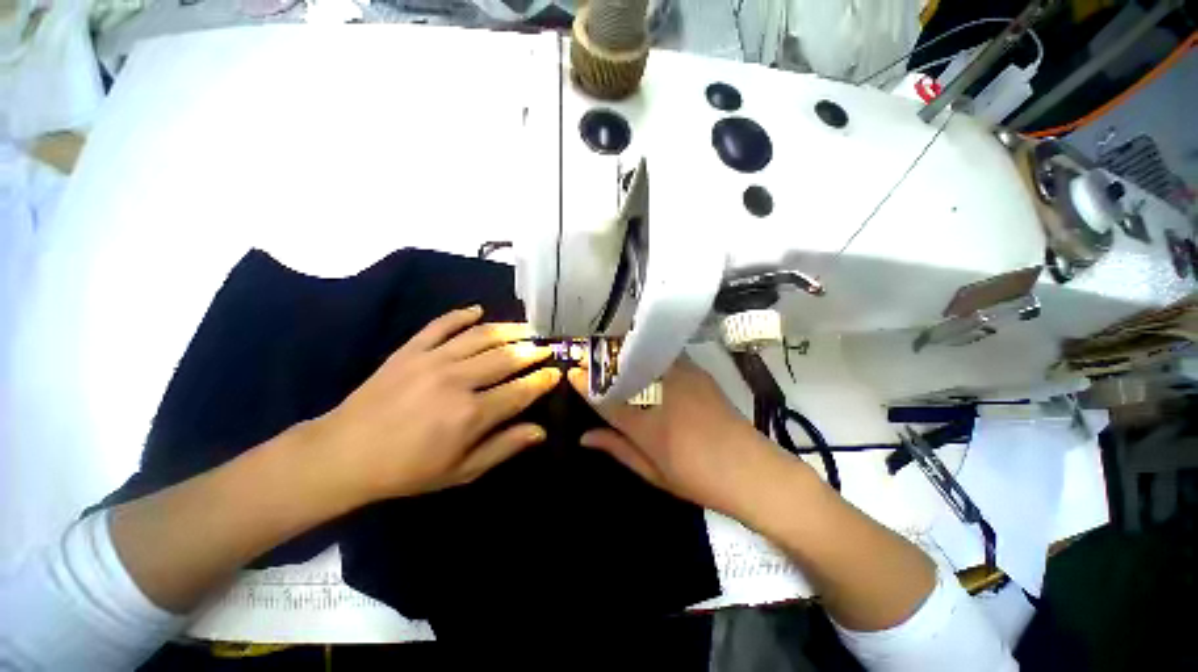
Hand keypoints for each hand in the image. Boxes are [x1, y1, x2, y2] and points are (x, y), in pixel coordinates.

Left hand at [312, 306, 559, 504]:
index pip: (521, 390)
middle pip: (506, 357)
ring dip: (508, 329)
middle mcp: (457, 380)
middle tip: (547, 346)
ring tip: (527, 327)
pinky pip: (440, 324)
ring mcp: (432, 360)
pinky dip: (461, 314)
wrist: (343, 455)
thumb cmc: (407, 470)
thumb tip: (540, 431)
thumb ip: (503, 447)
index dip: (542, 380)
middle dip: (532, 350)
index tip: (556, 372)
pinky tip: (477, 310)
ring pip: (481, 336)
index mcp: (471, 414)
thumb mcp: (461, 472)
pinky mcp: (410, 349)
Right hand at [568, 357, 797, 517]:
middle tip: (588, 357)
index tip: (571, 372)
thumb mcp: (651, 471)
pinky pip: (664, 355)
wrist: (752, 470)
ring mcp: (681, 376)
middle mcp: (660, 392)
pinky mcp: (697, 371)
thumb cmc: (698, 478)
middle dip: (602, 359)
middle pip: (623, 367)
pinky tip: (644, 359)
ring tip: (612, 355)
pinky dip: (648, 355)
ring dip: (625, 354)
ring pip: (643, 355)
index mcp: (645, 422)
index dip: (584, 383)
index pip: (604, 397)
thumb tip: (584, 437)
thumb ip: (616, 449)